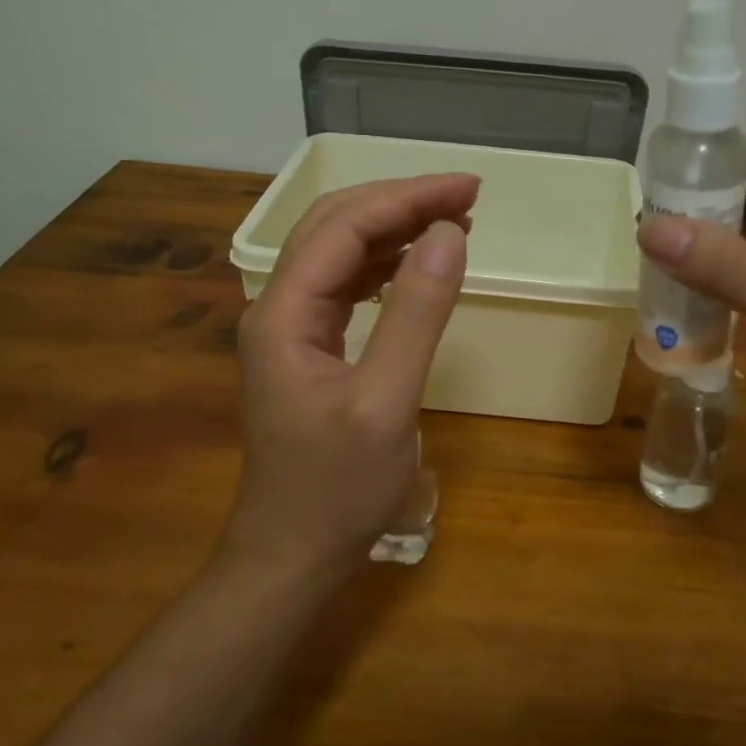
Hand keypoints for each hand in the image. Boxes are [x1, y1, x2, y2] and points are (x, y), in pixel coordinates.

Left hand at [223, 173, 477, 582]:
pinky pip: (345, 284)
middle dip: (400, 202)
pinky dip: (385, 264)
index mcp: (283, 313)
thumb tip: (449, 234)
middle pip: (334, 226)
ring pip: (339, 251)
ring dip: (394, 229)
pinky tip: (418, 264)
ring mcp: (289, 328)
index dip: (407, 198)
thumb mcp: (386, 403)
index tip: (468, 189)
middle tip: (466, 197)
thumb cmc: (337, 490)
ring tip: (454, 222)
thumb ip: (417, 314)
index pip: (343, 227)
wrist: (291, 555)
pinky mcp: (308, 347)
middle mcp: (277, 307)